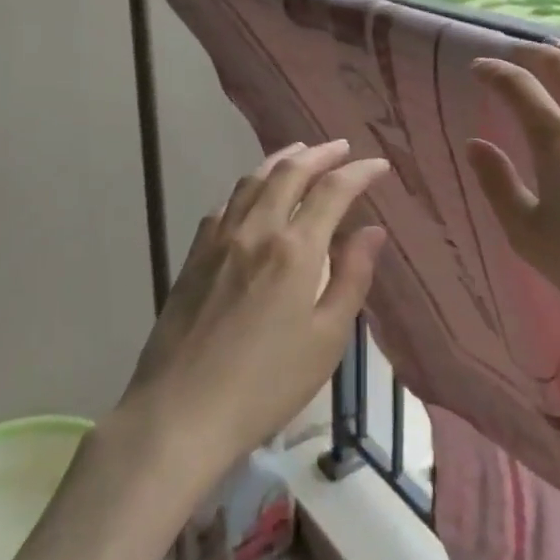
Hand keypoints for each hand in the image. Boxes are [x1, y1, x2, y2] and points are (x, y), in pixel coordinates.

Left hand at [118, 141, 389, 481]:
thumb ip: (352, 278)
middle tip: (341, 147)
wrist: (180, 412)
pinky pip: (225, 204)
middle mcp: (256, 230)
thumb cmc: (266, 384)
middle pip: (289, 172)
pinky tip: (252, 195)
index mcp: (295, 249)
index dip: (359, 172)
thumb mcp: (327, 339)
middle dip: (320, 154)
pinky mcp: (194, 256)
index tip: (379, 166)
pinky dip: (248, 187)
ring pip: (252, 180)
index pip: (333, 191)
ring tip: (300, 153)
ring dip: (281, 160)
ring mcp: (219, 239)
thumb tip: (372, 231)